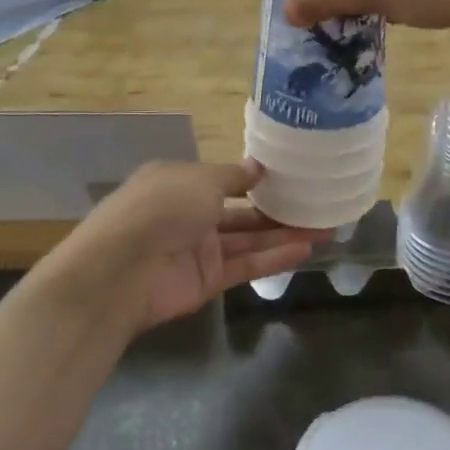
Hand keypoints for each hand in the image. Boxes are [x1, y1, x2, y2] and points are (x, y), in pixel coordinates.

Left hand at [68, 160, 327, 329]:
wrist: (123, 269)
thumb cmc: (161, 207)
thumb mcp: (200, 178)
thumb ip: (233, 176)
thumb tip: (258, 168)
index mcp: (180, 181)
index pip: (223, 178)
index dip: (255, 178)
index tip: (291, 176)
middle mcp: (190, 213)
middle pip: (241, 210)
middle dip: (277, 208)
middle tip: (319, 204)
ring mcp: (199, 249)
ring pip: (249, 239)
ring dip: (284, 233)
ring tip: (326, 227)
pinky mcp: (208, 280)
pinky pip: (246, 265)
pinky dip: (274, 257)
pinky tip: (306, 249)